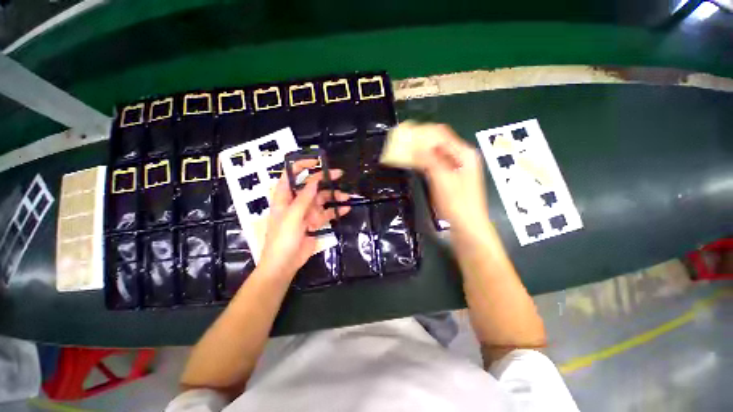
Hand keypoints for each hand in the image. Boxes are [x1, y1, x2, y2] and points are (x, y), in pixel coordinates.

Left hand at [257, 160, 350, 279]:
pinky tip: (346, 209)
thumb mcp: (292, 216)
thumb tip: (313, 181)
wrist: (285, 263)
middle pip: (311, 186)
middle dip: (325, 180)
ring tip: (347, 197)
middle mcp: (297, 202)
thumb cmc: (283, 238)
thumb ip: (303, 199)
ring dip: (334, 197)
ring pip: (322, 199)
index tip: (317, 162)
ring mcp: (307, 212)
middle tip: (340, 175)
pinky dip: (337, 211)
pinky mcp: (315, 222)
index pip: (291, 176)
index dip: (301, 166)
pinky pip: (328, 213)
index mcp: (285, 197)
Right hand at [412, 124, 492, 240]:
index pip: (441, 134)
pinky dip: (423, 161)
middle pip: (438, 142)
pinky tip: (413, 162)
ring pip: (435, 152)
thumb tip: (413, 145)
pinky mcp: (450, 176)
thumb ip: (429, 160)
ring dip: (420, 150)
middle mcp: (461, 156)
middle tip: (402, 142)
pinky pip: (435, 162)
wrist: (466, 225)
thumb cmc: (456, 203)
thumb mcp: (442, 180)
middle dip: (420, 140)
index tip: (405, 133)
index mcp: (464, 153)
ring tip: (404, 150)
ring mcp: (456, 166)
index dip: (423, 132)